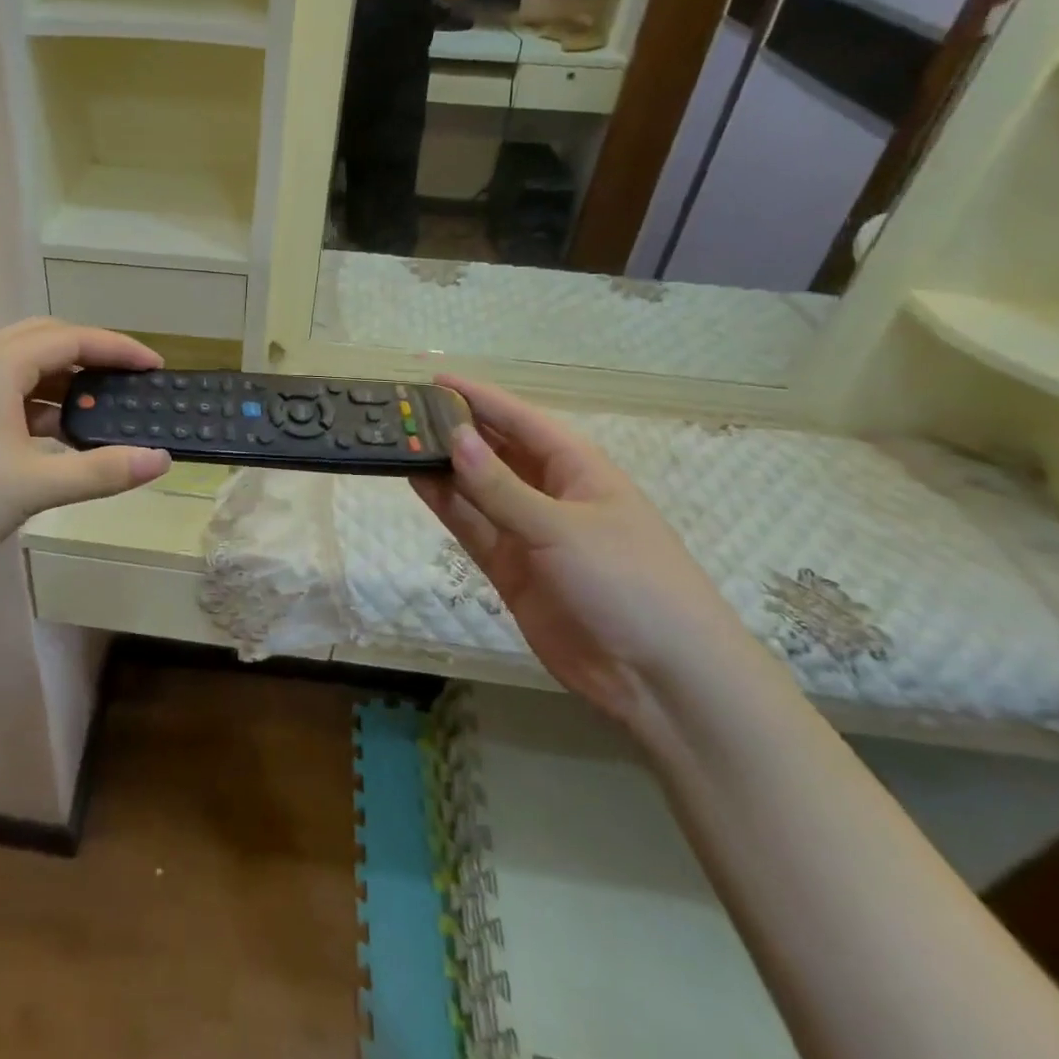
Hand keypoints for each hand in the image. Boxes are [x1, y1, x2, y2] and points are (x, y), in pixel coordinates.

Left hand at [0, 319, 170, 597]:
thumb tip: (160, 460)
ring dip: (57, 381)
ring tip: (90, 413)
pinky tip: (42, 436)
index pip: (73, 338)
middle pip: (43, 339)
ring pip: (16, 364)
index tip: (156, 366)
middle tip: (124, 382)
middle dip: (88, 355)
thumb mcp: (33, 486)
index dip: (119, 349)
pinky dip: (29, 400)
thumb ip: (100, 470)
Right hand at [409, 376, 761, 727]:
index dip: (479, 397)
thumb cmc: (626, 583)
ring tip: (397, 443)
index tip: (433, 380)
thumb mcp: (561, 528)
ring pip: (477, 488)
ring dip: (443, 467)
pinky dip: (447, 506)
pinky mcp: (510, 567)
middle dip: (455, 431)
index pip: (520, 419)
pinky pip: (472, 526)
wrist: (660, 679)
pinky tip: (417, 482)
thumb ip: (501, 487)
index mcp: (577, 468)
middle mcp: (549, 492)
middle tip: (402, 412)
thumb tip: (455, 437)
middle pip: (495, 451)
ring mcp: (528, 531)